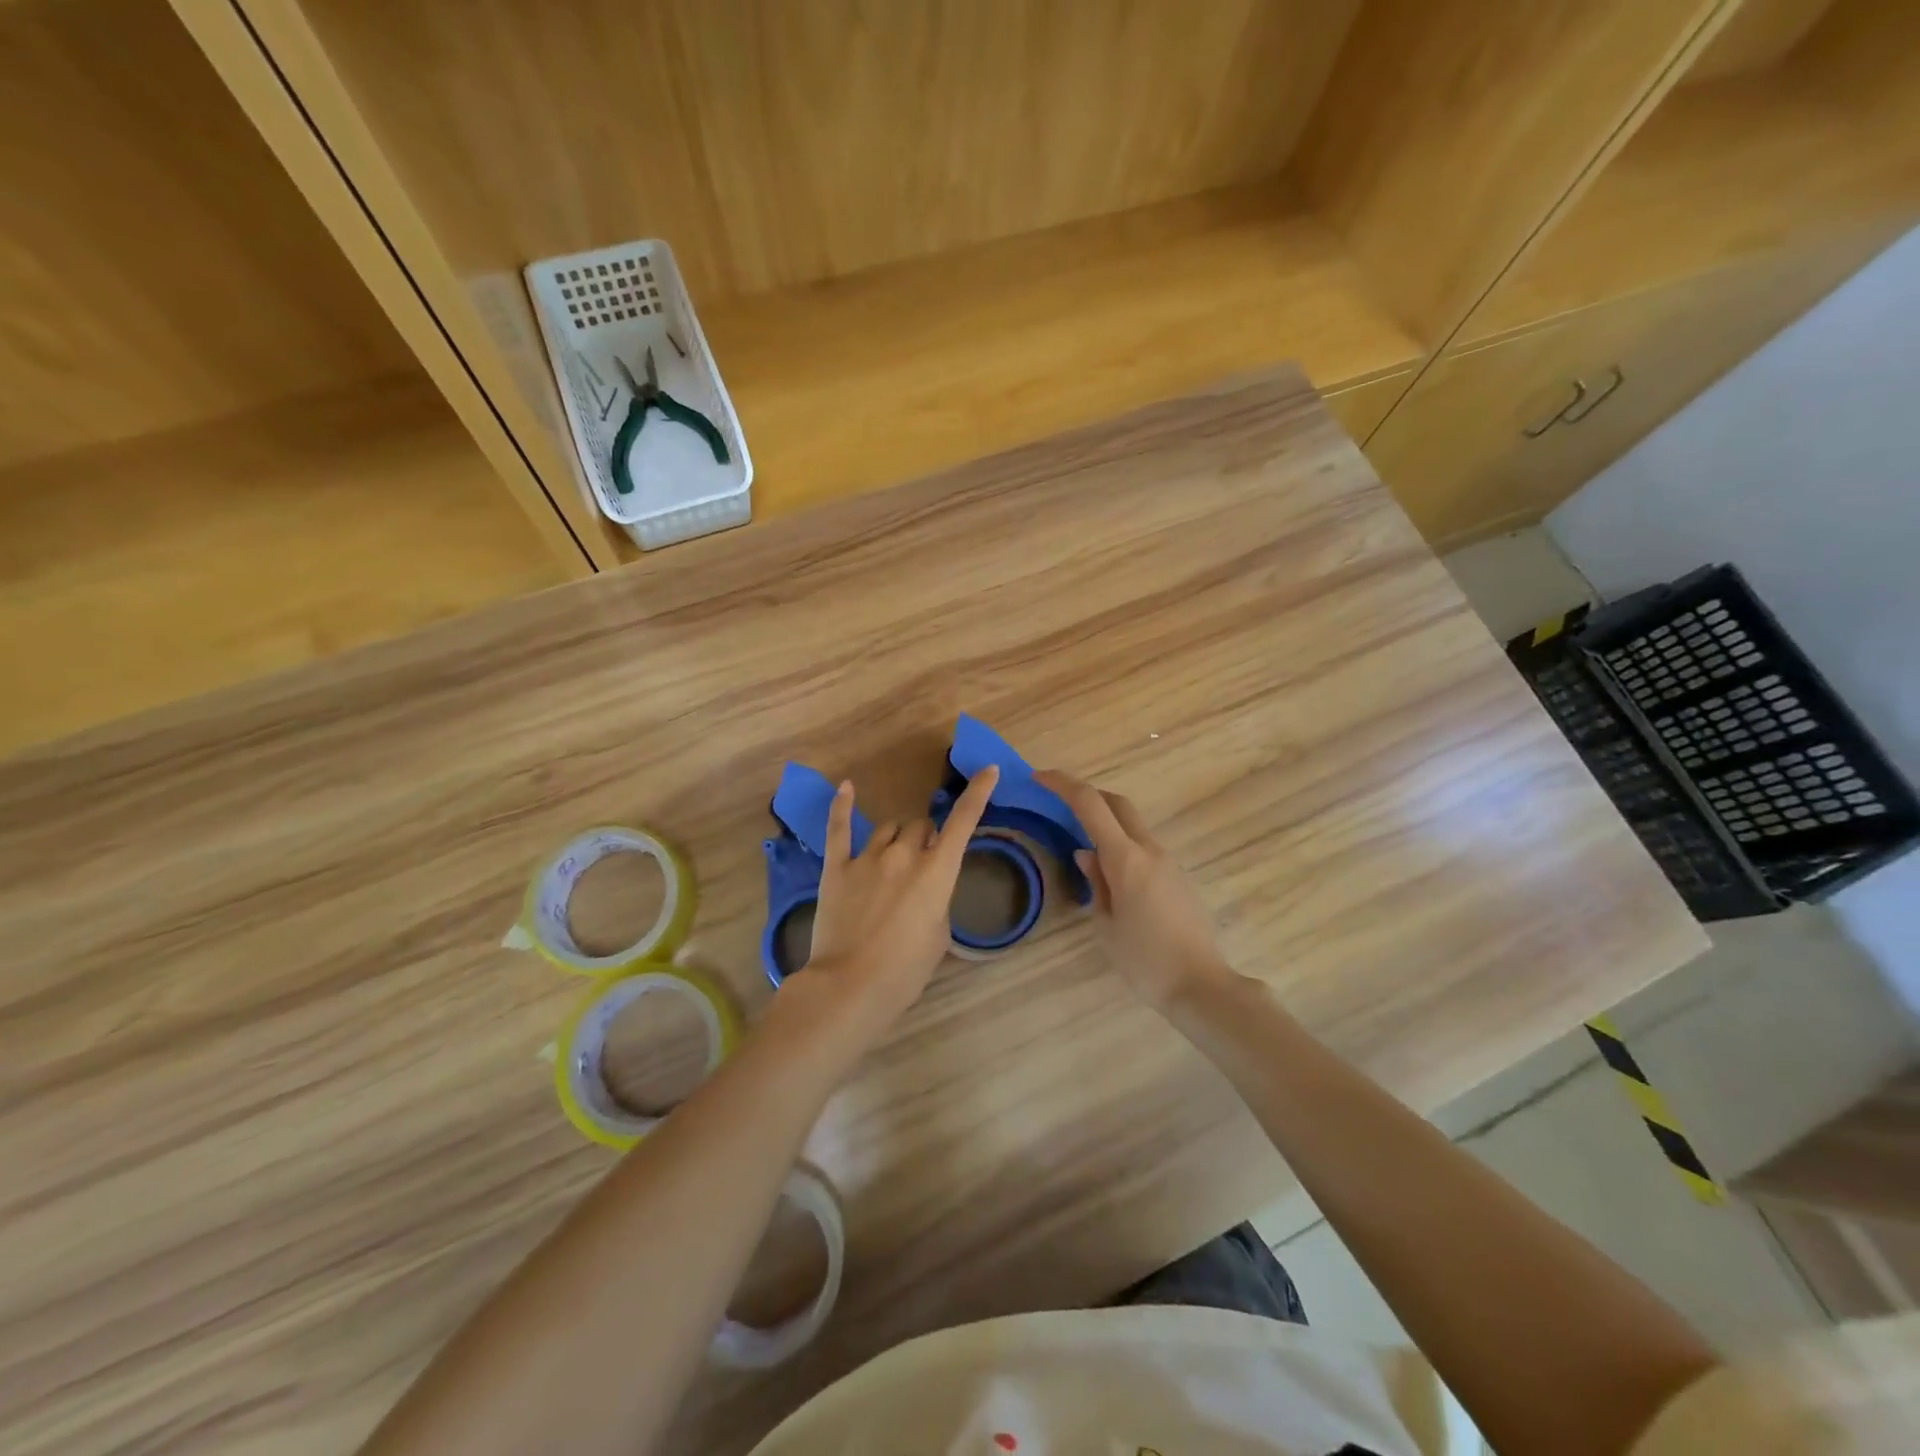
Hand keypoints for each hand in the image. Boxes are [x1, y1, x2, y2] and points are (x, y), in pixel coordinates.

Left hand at [802, 764, 1000, 1025]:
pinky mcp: (837, 868)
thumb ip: (936, 900)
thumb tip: (923, 889)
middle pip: (921, 826)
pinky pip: (840, 829)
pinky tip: (845, 788)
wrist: (851, 986)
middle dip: (926, 838)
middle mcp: (905, 855)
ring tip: (891, 860)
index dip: (978, 793)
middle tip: (921, 865)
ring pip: (889, 828)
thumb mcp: (938, 935)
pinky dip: (842, 807)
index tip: (988, 770)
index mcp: (937, 872)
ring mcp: (868, 858)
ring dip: (896, 837)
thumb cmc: (905, 970)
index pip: (963, 821)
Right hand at [1034, 769, 1233, 1010]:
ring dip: (1106, 820)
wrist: (1202, 986)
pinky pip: (1144, 847)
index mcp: (1125, 859)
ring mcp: (1168, 862)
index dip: (1063, 784)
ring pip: (1133, 824)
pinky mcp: (1178, 877)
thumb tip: (1087, 854)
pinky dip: (1122, 843)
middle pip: (1117, 803)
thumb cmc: (1145, 961)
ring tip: (1081, 841)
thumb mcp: (1106, 925)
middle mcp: (1149, 850)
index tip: (1039, 777)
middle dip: (1088, 794)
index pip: (1091, 804)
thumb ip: (1096, 883)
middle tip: (1059, 802)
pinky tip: (1110, 873)